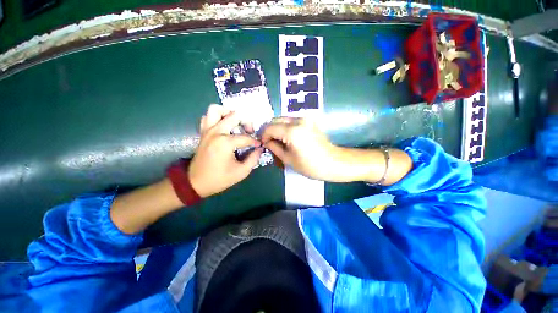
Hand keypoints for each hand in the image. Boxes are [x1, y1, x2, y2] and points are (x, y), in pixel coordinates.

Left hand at [189, 105, 262, 197]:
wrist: (195, 183)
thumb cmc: (219, 179)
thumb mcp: (241, 172)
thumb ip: (253, 159)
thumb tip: (259, 149)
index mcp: (225, 142)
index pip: (246, 137)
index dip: (255, 142)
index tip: (259, 146)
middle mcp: (216, 132)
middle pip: (234, 116)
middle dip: (246, 122)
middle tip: (249, 131)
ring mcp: (207, 130)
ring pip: (216, 109)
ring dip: (228, 113)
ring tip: (236, 122)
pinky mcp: (202, 132)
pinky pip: (207, 117)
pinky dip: (216, 117)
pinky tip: (223, 126)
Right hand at [261, 117, 336, 180]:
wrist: (334, 163)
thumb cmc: (310, 165)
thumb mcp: (288, 159)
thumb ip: (274, 147)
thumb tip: (266, 142)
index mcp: (292, 131)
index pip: (270, 128)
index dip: (264, 136)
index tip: (264, 144)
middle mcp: (298, 120)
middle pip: (276, 120)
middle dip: (270, 131)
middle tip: (270, 143)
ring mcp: (305, 119)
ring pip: (284, 119)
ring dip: (278, 129)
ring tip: (279, 142)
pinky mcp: (310, 121)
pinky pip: (292, 121)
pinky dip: (286, 128)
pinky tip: (287, 138)